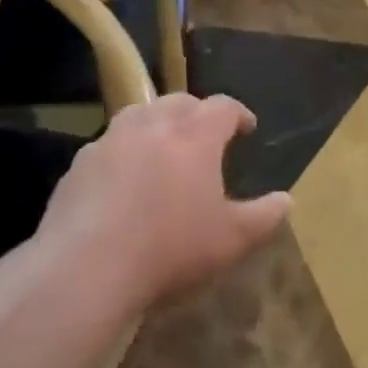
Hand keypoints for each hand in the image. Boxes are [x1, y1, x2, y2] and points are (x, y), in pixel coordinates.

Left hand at [38, 94, 291, 305]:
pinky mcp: (80, 163)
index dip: (238, 113)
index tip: (246, 127)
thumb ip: (264, 217)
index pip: (223, 107)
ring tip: (164, 145)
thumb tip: (287, 201)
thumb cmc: (171, 248)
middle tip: (206, 133)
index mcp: (194, 135)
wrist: (87, 265)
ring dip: (157, 122)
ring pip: (140, 114)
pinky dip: (124, 150)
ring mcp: (111, 140)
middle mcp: (152, 125)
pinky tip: (123, 177)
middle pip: (180, 101)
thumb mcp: (232, 240)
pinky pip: (108, 144)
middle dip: (198, 112)